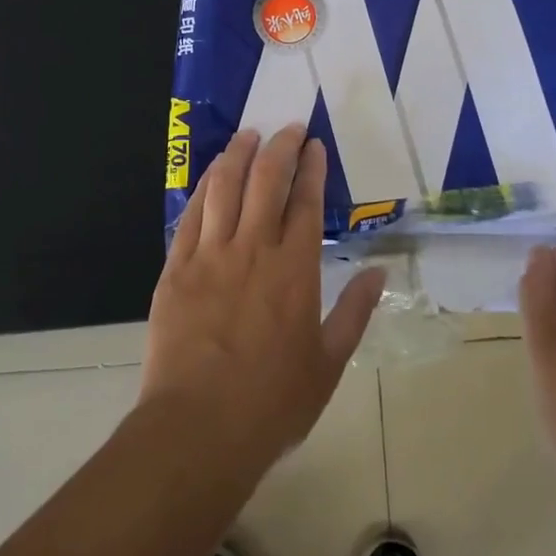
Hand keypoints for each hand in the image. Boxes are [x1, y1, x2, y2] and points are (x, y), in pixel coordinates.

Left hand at [141, 124, 385, 472]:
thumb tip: (379, 273)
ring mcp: (210, 256)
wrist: (198, 428)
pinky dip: (204, 188)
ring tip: (247, 135)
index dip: (311, 168)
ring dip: (237, 156)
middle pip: (266, 181)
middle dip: (279, 147)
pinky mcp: (176, 270)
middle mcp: (253, 250)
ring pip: (225, 188)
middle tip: (287, 128)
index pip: (306, 202)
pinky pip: (191, 216)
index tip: (314, 145)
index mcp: (295, 270)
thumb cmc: (272, 401)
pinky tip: (211, 175)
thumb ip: (355, 312)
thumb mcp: (329, 362)